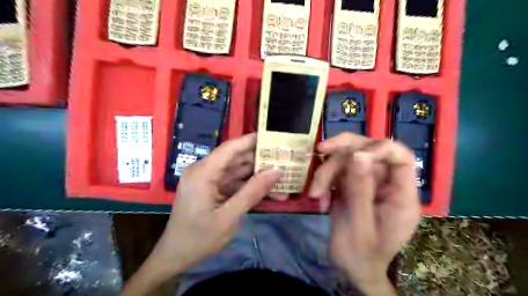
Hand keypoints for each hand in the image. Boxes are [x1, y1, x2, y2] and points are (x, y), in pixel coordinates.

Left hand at [149, 135, 279, 274]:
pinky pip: (233, 182)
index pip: (230, 148)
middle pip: (235, 158)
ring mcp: (207, 180)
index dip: (252, 140)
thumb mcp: (229, 217)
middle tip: (284, 160)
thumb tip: (276, 170)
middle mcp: (204, 171)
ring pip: (237, 171)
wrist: (175, 257)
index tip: (274, 138)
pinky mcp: (211, 189)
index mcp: (203, 172)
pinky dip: (249, 186)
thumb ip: (253, 192)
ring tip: (282, 176)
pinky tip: (268, 191)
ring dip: (257, 175)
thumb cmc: (199, 239)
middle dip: (259, 160)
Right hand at [307, 133, 418, 294]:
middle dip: (342, 153)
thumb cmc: (361, 255)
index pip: (401, 157)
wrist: (351, 269)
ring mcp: (368, 184)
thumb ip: (360, 190)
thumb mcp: (359, 225)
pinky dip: (324, 181)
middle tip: (320, 151)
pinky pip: (337, 172)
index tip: (353, 154)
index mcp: (401, 196)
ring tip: (315, 194)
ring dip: (327, 172)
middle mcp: (386, 184)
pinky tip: (318, 198)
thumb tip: (358, 154)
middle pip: (369, 151)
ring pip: (348, 160)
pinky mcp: (352, 186)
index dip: (379, 148)